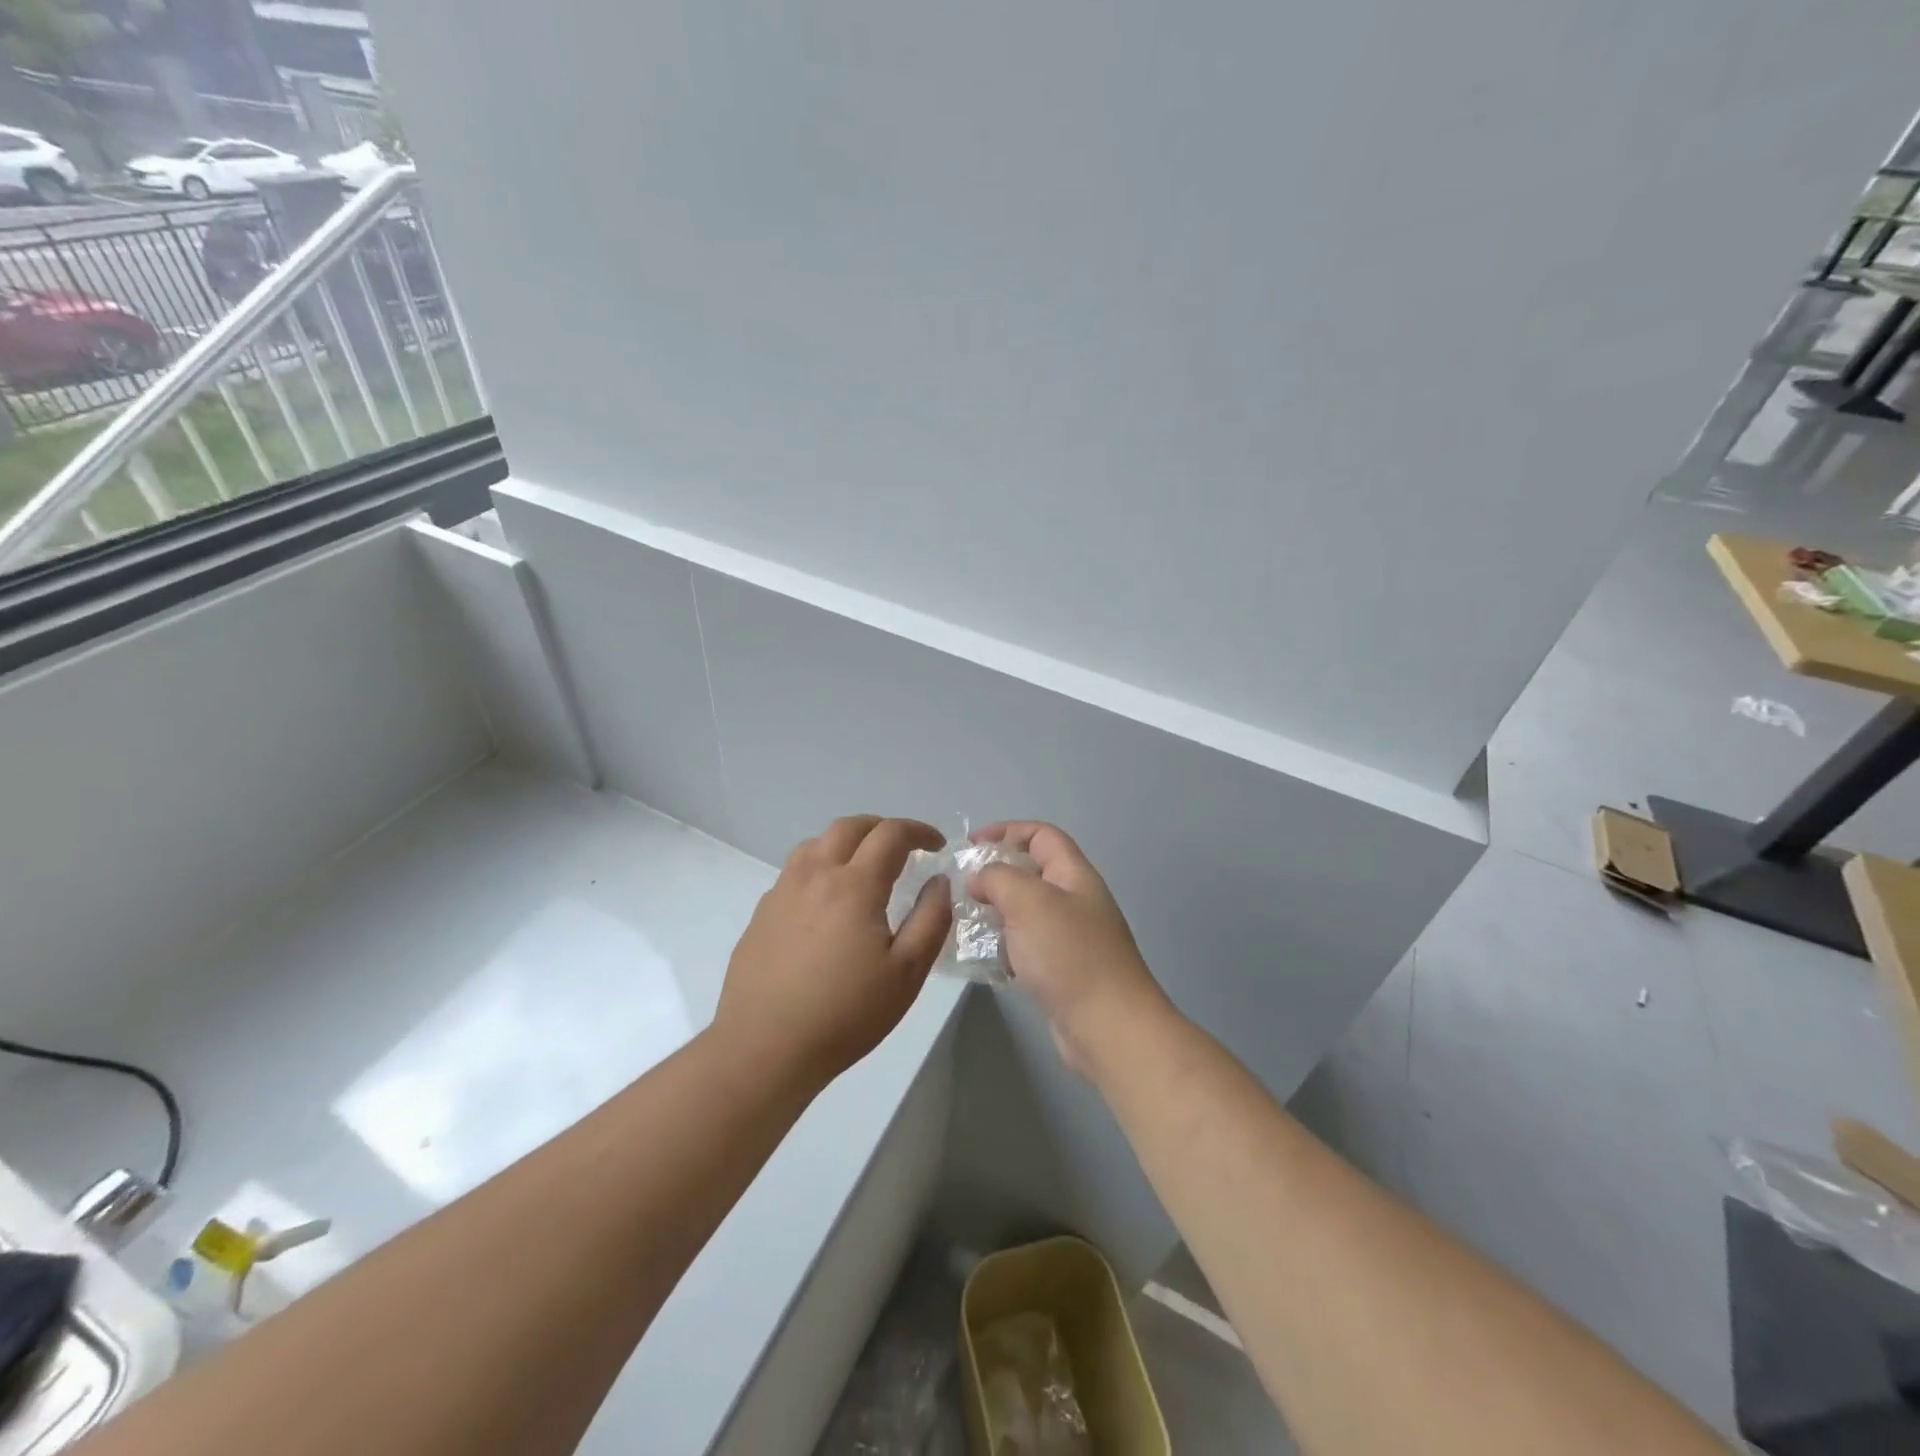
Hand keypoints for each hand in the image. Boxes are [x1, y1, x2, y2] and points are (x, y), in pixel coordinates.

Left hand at [715, 815, 953, 1090]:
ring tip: (863, 868)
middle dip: (882, 827)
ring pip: (815, 844)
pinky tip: (826, 905)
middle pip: (849, 827)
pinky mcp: (761, 914)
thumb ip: (931, 919)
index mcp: (854, 885)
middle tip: (903, 848)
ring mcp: (782, 892)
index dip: (919, 831)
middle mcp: (814, 875)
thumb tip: (938, 881)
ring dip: (846, 843)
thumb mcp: (907, 973)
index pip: (891, 834)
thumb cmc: (845, 1013)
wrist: (765, 1048)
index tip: (936, 845)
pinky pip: (794, 873)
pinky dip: (820, 869)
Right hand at [968, 822, 1171, 1077]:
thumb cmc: (1069, 954)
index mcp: (1074, 875)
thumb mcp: (1028, 901)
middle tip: (961, 886)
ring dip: (996, 909)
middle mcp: (1075, 900)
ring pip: (1026, 910)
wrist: (1108, 1027)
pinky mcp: (1061, 970)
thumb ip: (998, 878)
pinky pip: (1026, 944)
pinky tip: (982, 956)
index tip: (969, 844)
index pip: (1041, 835)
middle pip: (1033, 871)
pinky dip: (1003, 944)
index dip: (1006, 830)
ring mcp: (1070, 937)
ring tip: (964, 919)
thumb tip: (979, 879)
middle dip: (996, 872)